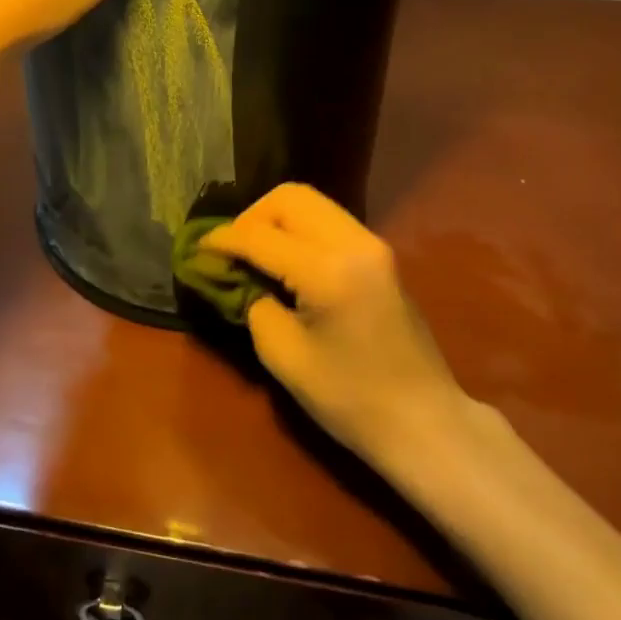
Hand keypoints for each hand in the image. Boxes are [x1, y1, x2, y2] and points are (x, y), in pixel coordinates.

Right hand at [200, 184, 468, 469]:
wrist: (424, 421)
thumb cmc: (349, 399)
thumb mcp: (283, 355)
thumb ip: (251, 302)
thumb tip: (230, 274)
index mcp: (327, 270)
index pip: (260, 236)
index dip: (222, 240)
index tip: (196, 250)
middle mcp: (353, 242)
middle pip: (289, 198)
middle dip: (251, 217)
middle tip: (231, 250)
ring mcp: (372, 243)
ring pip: (311, 202)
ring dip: (275, 218)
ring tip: (254, 253)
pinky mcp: (379, 253)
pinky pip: (328, 220)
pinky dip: (299, 228)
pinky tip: (284, 259)